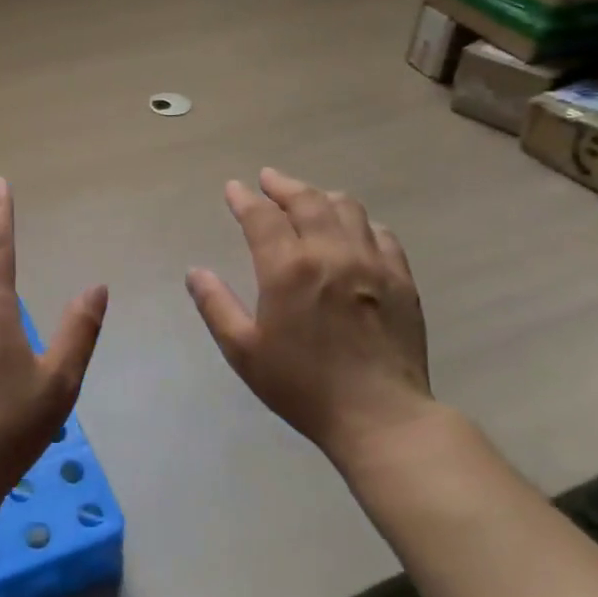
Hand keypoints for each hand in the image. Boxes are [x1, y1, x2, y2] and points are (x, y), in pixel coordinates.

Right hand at [186, 167, 435, 473]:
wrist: (380, 416)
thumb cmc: (303, 386)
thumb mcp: (244, 351)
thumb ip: (216, 306)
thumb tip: (195, 272)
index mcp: (289, 268)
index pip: (262, 216)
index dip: (245, 198)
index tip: (234, 188)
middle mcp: (331, 252)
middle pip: (306, 200)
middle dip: (283, 185)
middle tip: (269, 180)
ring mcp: (372, 261)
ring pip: (347, 208)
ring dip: (321, 197)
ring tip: (308, 199)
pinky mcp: (402, 278)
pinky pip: (381, 233)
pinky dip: (360, 222)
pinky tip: (353, 231)